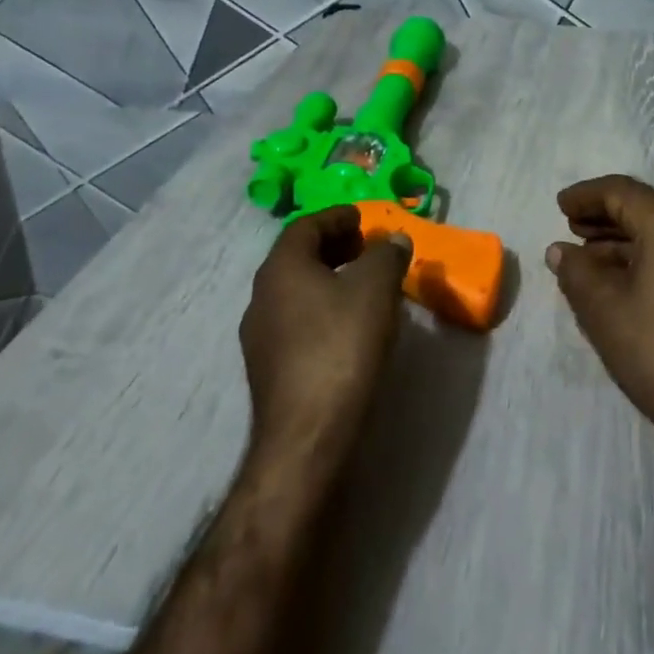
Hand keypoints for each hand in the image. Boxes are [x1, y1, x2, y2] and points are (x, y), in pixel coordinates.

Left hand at [240, 207, 411, 463]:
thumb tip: (393, 239)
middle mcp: (261, 296)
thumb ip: (386, 255)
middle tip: (366, 249)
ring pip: (296, 291)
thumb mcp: (376, 288)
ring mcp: (260, 336)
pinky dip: (322, 310)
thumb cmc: (341, 346)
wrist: (307, 436)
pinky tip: (348, 326)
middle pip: (297, 257)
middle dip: (333, 247)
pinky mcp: (268, 369)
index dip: (337, 217)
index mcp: (281, 267)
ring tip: (363, 286)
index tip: (364, 219)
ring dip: (328, 280)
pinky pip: (296, 322)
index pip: (306, 226)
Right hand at [546, 176, 653, 470]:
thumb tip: (560, 250)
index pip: (622, 191)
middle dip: (605, 217)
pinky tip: (626, 288)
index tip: (560, 206)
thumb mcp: (605, 311)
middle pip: (646, 210)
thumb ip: (576, 272)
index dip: (586, 195)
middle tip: (572, 229)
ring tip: (590, 260)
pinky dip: (647, 262)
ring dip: (624, 243)